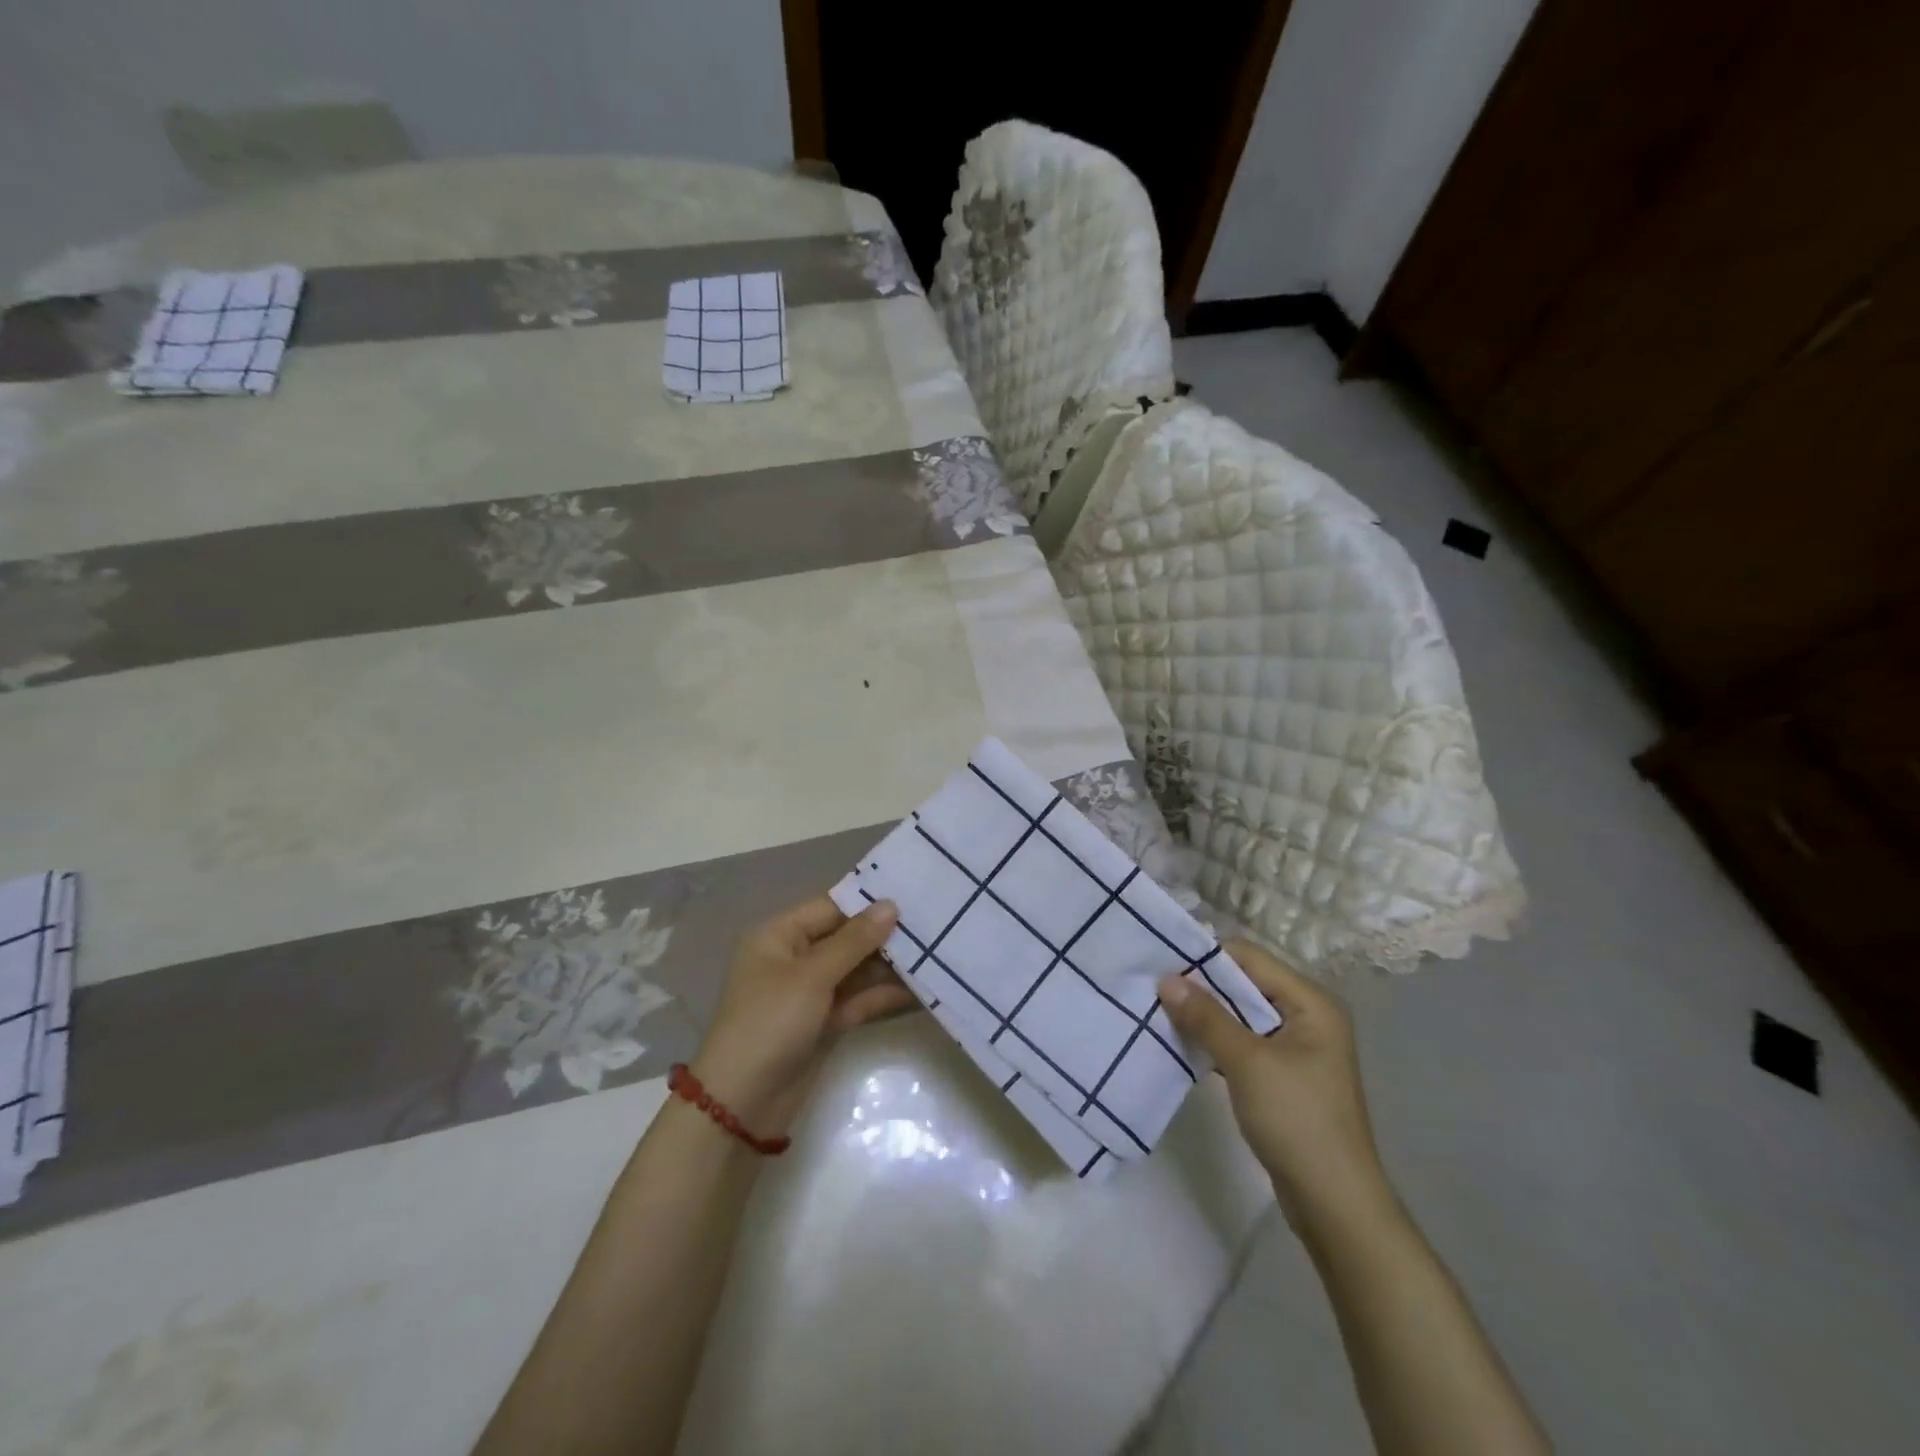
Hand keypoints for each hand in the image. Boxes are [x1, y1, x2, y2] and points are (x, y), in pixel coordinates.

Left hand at [689, 896, 912, 1139]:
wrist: (741, 1105)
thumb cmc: (770, 1023)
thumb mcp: (812, 976)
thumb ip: (855, 940)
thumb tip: (891, 905)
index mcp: (778, 936)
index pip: (830, 907)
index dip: (868, 902)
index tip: (912, 894)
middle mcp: (793, 958)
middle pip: (845, 938)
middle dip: (883, 935)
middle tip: (932, 924)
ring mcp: (809, 993)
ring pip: (855, 970)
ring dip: (888, 966)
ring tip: (934, 954)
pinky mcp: (823, 1023)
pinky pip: (857, 1000)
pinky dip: (882, 995)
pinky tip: (919, 989)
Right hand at [1157, 940, 1389, 1227]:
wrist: (1334, 1204)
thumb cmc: (1297, 1121)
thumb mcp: (1247, 1063)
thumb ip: (1206, 1017)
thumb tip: (1165, 979)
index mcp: (1311, 1002)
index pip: (1249, 957)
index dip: (1206, 957)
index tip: (1161, 963)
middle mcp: (1307, 1016)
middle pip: (1245, 983)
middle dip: (1201, 986)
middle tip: (1154, 988)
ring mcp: (1296, 1047)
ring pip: (1240, 1014)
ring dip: (1205, 1014)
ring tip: (1161, 1012)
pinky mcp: (1283, 1074)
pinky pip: (1243, 1041)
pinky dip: (1216, 1040)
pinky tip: (1183, 1042)